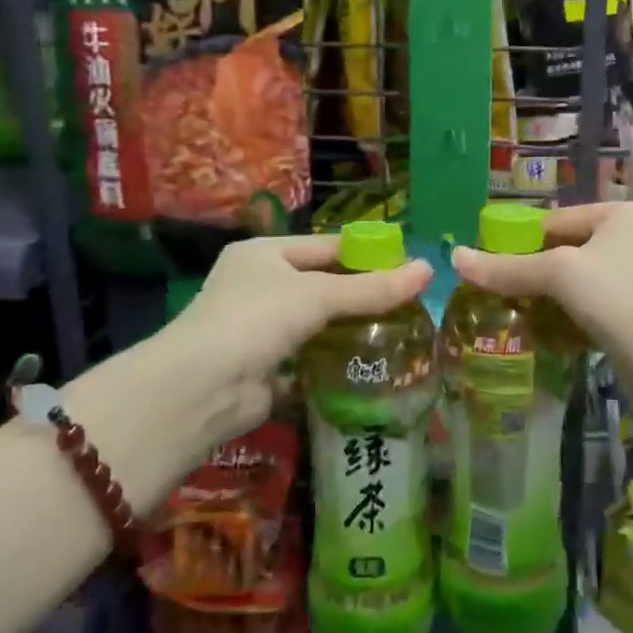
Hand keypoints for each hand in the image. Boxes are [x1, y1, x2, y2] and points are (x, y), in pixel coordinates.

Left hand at [160, 234, 433, 451]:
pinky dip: (335, 359)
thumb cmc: (258, 318)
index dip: (367, 253)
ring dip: (352, 328)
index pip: (326, 245)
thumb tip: (428, 269)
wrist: (203, 387)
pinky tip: (373, 362)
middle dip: (363, 293)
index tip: (408, 263)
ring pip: (318, 322)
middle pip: (323, 284)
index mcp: (265, 253)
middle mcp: (260, 285)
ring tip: (403, 330)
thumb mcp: (318, 295)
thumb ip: (372, 287)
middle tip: (412, 301)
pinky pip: (310, 356)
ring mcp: (260, 328)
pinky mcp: (267, 366)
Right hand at [451, 201, 632, 426]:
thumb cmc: (622, 300)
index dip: (516, 242)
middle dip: (529, 275)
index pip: (553, 221)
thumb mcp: (560, 275)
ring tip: (505, 316)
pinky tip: (538, 336)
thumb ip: (507, 268)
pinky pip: (588, 310)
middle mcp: (631, 240)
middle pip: (562, 252)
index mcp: (619, 215)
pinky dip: (564, 321)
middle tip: (490, 295)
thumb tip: (455, 258)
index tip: (483, 267)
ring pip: (574, 285)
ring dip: (544, 301)